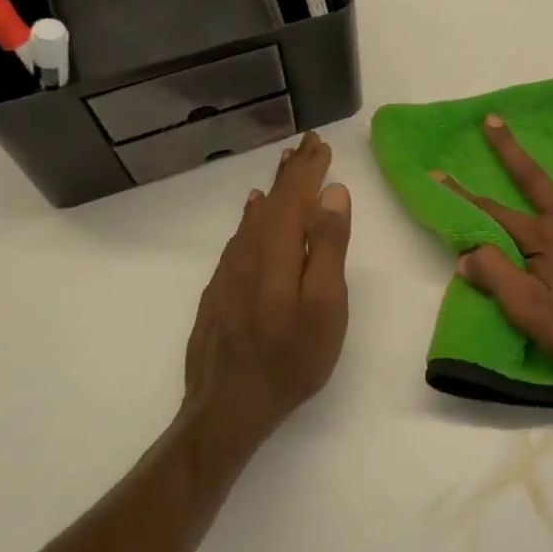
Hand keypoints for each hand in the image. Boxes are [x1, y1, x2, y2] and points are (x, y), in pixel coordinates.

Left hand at [183, 131, 351, 441]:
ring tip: (286, 169)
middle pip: (272, 202)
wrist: (227, 408)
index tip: (321, 143)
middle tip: (307, 145)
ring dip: (273, 191)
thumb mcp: (325, 306)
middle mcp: (248, 253)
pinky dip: (251, 216)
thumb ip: (328, 247)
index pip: (295, 197)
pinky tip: (252, 211)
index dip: (309, 170)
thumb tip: (333, 193)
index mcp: (276, 252)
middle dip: (292, 172)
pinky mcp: (219, 291)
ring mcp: (228, 273)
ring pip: (253, 218)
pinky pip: (239, 238)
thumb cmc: (291, 359)